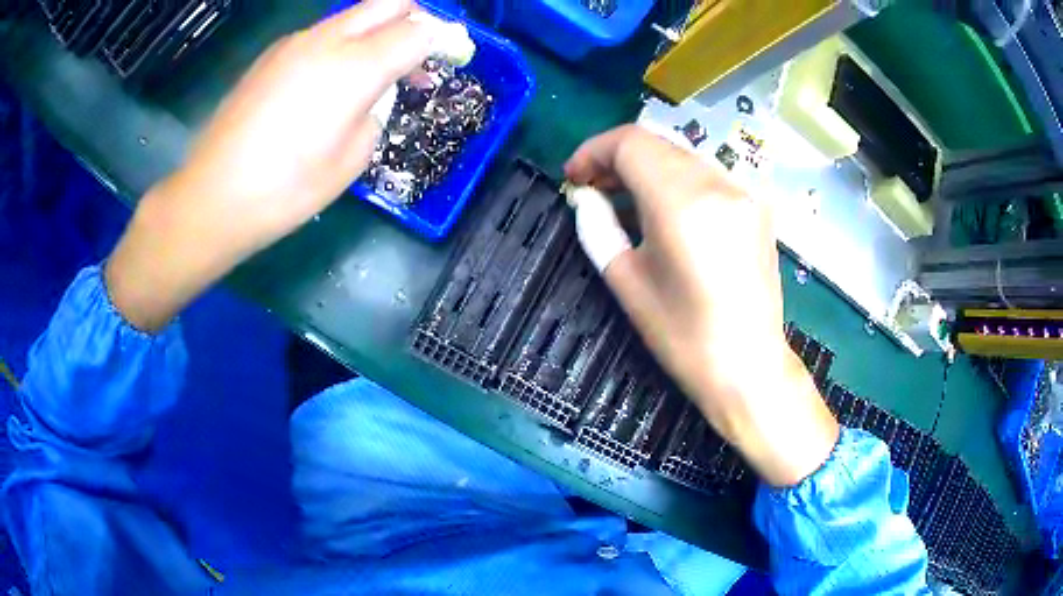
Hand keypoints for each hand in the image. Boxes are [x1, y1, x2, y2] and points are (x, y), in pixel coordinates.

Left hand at [106, 0, 433, 332]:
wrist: (213, 197)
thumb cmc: (286, 190)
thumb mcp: (351, 159)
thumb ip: (375, 111)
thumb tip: (373, 93)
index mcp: (355, 67)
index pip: (418, 30)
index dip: (443, 40)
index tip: (452, 56)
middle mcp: (327, 40)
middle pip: (388, 4)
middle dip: (414, 19)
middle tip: (419, 53)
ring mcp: (294, 43)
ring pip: (352, 16)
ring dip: (376, 32)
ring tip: (375, 72)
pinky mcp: (271, 55)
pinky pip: (321, 34)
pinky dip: (341, 45)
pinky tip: (329, 82)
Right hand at [565, 125, 837, 486]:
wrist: (748, 366)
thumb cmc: (683, 335)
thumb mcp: (627, 282)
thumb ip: (598, 228)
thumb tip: (584, 197)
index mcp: (682, 202)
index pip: (630, 143)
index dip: (593, 151)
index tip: (574, 178)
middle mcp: (718, 184)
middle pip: (657, 142)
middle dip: (617, 158)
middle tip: (594, 188)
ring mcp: (744, 192)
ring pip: (683, 154)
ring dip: (648, 166)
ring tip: (625, 198)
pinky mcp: (757, 205)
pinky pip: (707, 174)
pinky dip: (677, 179)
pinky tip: (666, 209)